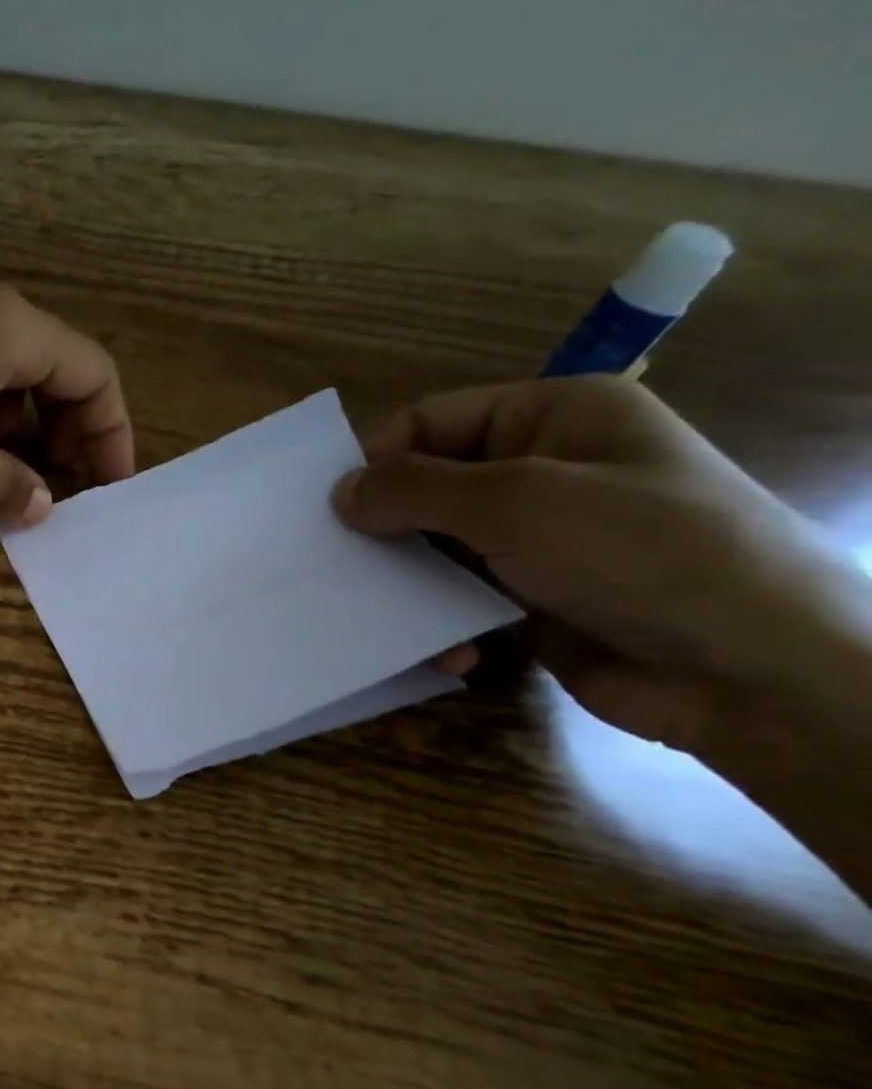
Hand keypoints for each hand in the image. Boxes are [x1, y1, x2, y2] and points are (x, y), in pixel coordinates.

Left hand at [0, 284, 134, 523]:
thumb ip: (7, 485)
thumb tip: (40, 505)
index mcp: (12, 328)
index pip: (94, 372)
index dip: (113, 432)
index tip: (109, 490)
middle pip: (49, 378)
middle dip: (64, 439)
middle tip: (59, 497)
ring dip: (13, 444)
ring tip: (9, 497)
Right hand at [331, 376, 871, 752]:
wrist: (758, 672)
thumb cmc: (640, 553)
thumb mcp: (516, 502)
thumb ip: (414, 489)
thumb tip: (340, 493)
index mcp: (553, 416)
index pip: (430, 421)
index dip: (377, 460)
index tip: (330, 511)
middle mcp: (544, 469)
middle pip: (427, 487)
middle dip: (384, 528)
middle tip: (339, 566)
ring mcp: (540, 538)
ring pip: (436, 548)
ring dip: (410, 585)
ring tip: (385, 617)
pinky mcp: (534, 598)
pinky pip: (460, 598)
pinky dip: (445, 624)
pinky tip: (452, 653)